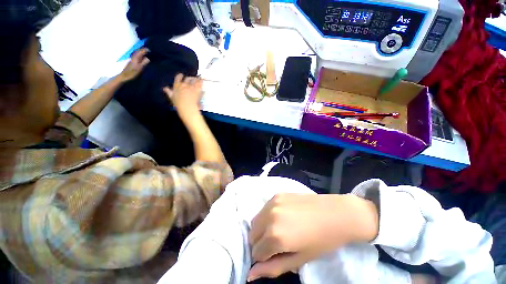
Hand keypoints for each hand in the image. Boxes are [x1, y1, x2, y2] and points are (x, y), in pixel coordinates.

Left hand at [119, 48, 149, 81]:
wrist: (125, 76)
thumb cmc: (132, 73)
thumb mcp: (140, 68)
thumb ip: (144, 62)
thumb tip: (149, 58)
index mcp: (136, 57)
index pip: (142, 51)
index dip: (147, 50)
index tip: (152, 50)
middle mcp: (134, 56)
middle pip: (140, 51)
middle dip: (145, 50)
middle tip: (152, 52)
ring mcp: (133, 59)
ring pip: (139, 53)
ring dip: (143, 53)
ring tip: (149, 54)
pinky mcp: (133, 61)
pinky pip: (138, 56)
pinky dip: (142, 56)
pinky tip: (145, 58)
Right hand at [163, 74, 203, 116]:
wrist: (187, 107)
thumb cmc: (179, 104)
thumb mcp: (172, 97)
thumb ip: (169, 92)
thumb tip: (165, 88)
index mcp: (176, 85)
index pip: (178, 77)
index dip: (180, 76)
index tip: (181, 75)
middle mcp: (184, 84)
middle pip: (187, 78)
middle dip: (190, 78)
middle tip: (191, 79)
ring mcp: (191, 86)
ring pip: (194, 80)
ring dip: (196, 79)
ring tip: (198, 79)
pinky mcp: (197, 89)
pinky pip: (200, 83)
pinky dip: (201, 81)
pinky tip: (203, 80)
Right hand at [247, 194, 378, 281]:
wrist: (336, 213)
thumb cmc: (321, 241)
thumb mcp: (299, 260)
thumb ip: (272, 268)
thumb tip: (250, 275)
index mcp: (275, 236)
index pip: (256, 253)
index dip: (264, 259)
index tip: (275, 256)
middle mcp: (270, 216)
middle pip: (252, 235)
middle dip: (260, 244)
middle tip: (276, 245)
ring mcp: (273, 202)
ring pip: (256, 221)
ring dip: (262, 229)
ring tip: (278, 231)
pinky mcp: (277, 195)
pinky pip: (264, 209)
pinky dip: (267, 216)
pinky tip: (282, 218)